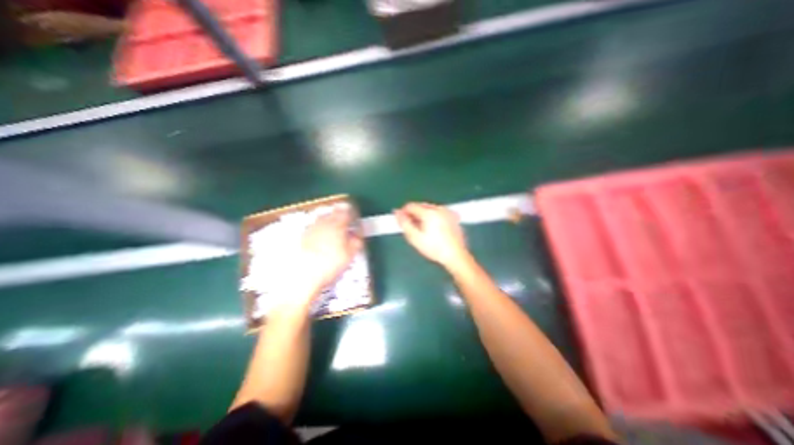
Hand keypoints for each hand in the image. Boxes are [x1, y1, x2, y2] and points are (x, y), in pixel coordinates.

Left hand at [297, 208, 362, 297]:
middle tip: (346, 221)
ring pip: (323, 218)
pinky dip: (320, 229)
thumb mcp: (350, 255)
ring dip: (330, 221)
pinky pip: (315, 227)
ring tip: (335, 230)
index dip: (352, 214)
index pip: (347, 212)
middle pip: (334, 213)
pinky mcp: (304, 236)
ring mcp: (312, 228)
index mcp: (338, 225)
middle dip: (341, 215)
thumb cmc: (330, 264)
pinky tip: (322, 239)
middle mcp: (324, 223)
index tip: (355, 218)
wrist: (304, 274)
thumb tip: (357, 236)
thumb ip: (356, 241)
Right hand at [392, 203, 466, 269]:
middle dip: (414, 214)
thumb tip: (397, 213)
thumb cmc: (434, 248)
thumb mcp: (415, 238)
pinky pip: (438, 213)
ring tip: (423, 230)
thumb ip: (404, 223)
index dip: (403, 213)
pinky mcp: (453, 217)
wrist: (455, 255)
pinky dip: (433, 217)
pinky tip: (434, 230)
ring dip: (423, 215)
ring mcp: (447, 212)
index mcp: (429, 212)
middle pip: (420, 206)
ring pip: (430, 209)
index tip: (402, 222)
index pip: (410, 206)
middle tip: (412, 228)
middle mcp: (439, 208)